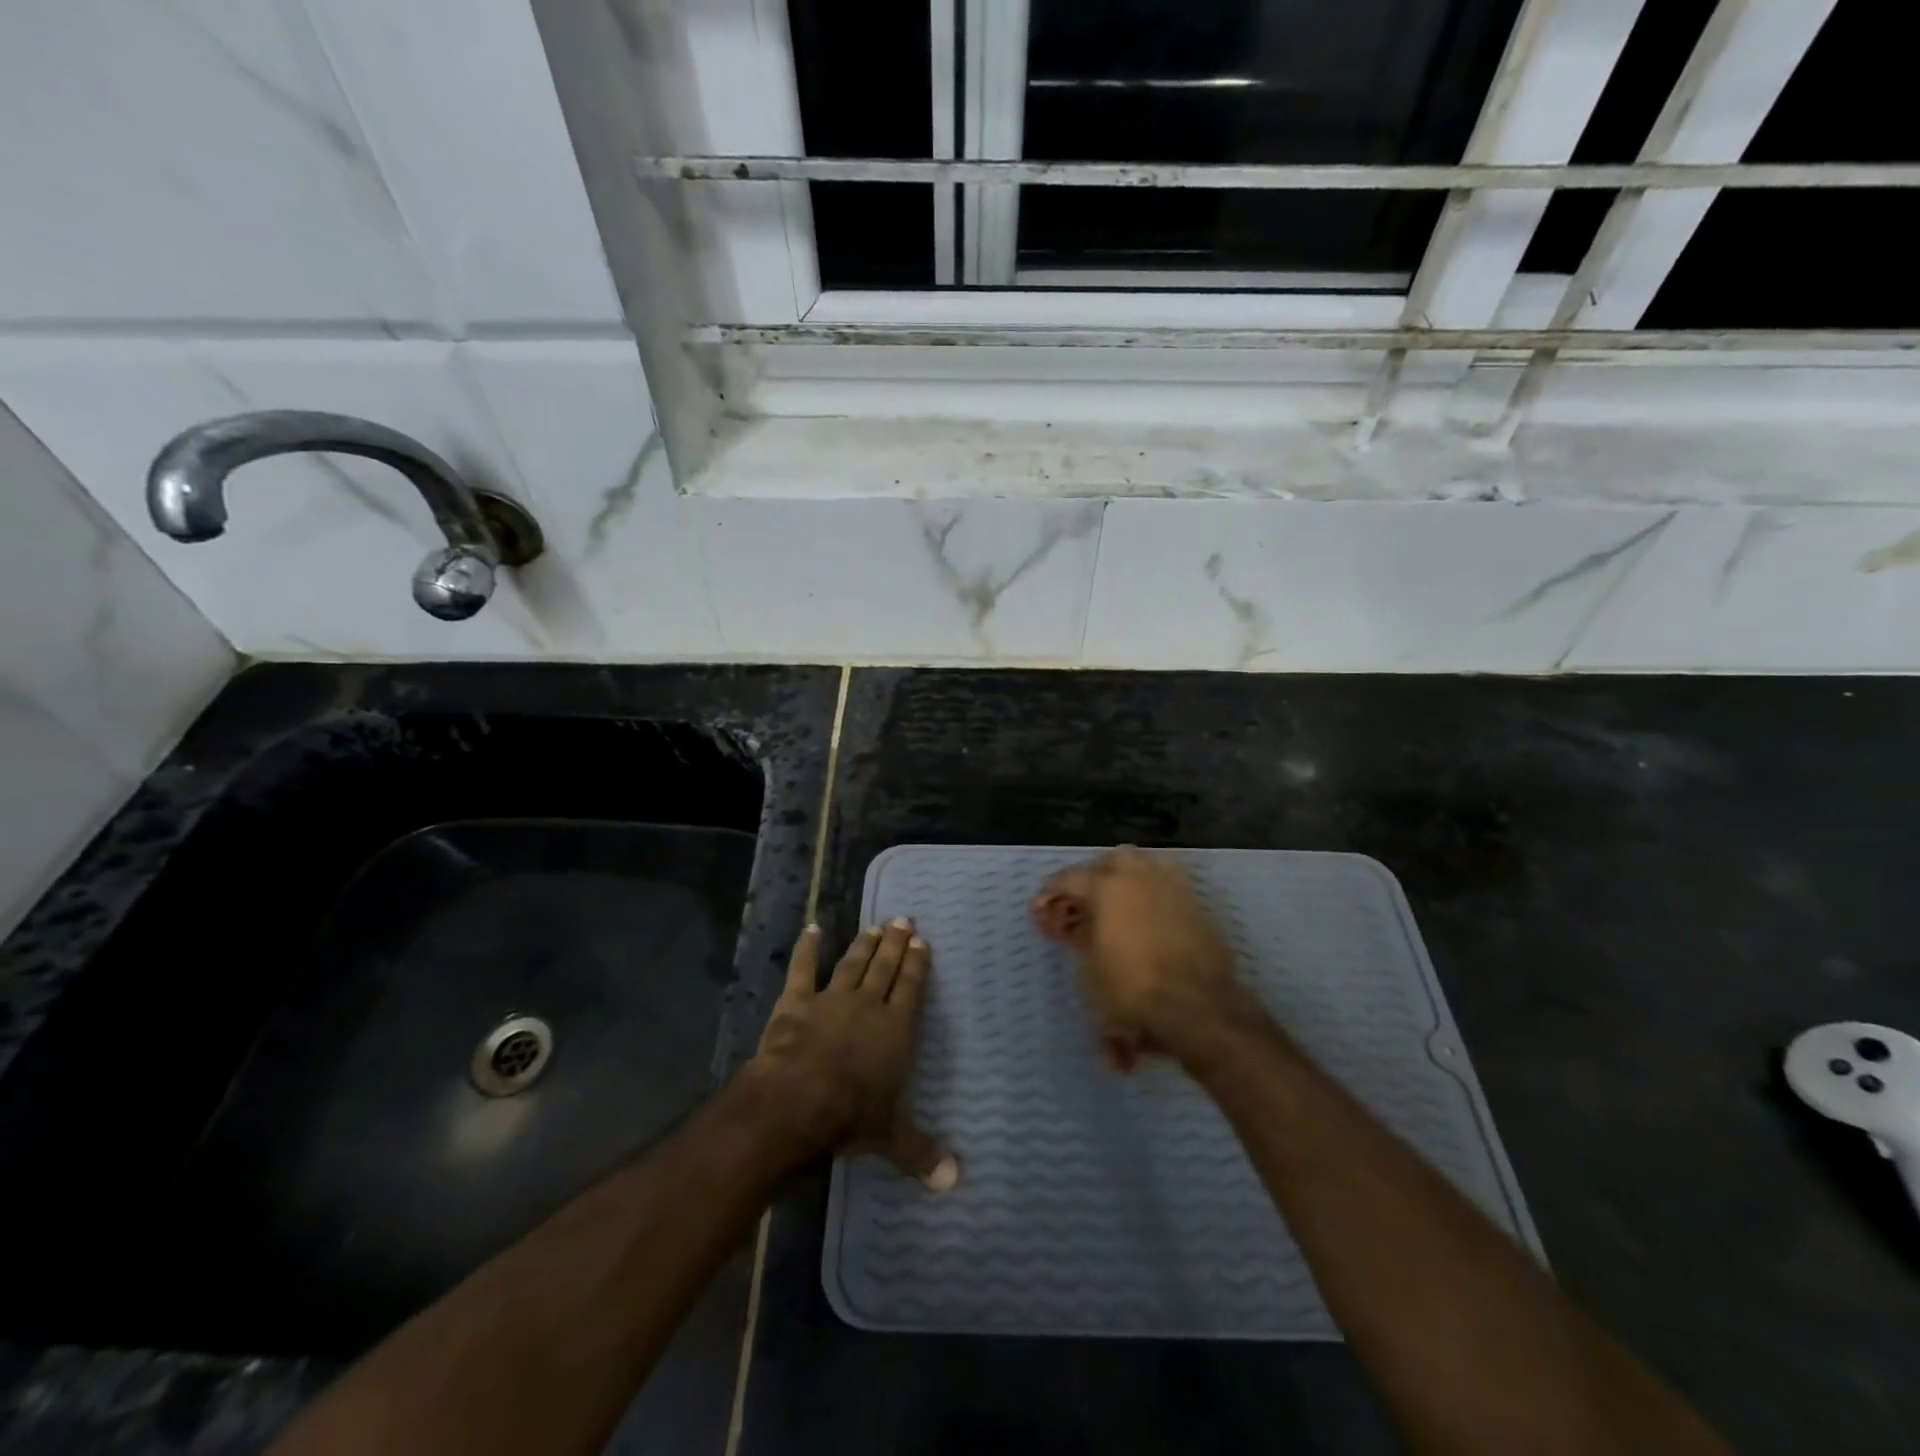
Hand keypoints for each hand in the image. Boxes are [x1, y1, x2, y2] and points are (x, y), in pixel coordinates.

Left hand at [745, 919, 958, 1190]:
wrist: (796, 1101)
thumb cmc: (849, 1115)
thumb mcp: (891, 1137)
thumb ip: (922, 1153)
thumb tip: (956, 1181)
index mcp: (894, 1029)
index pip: (910, 989)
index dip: (916, 964)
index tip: (921, 941)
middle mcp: (867, 1006)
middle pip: (884, 968)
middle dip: (895, 944)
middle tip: (903, 920)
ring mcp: (830, 1000)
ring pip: (852, 964)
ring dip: (864, 944)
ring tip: (874, 926)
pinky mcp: (796, 1002)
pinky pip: (802, 970)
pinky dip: (806, 949)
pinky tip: (811, 929)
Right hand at [1032, 846, 1265, 1071]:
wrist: (1196, 1008)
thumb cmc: (1131, 990)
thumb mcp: (1090, 969)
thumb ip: (1079, 939)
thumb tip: (1073, 927)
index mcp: (1108, 887)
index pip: (1070, 878)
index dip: (1051, 894)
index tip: (1040, 909)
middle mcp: (1141, 877)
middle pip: (1113, 860)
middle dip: (1094, 876)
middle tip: (1084, 902)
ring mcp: (1174, 888)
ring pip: (1147, 865)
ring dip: (1128, 878)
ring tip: (1118, 904)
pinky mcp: (1198, 907)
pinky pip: (1170, 887)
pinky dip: (1154, 896)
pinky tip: (1148, 919)